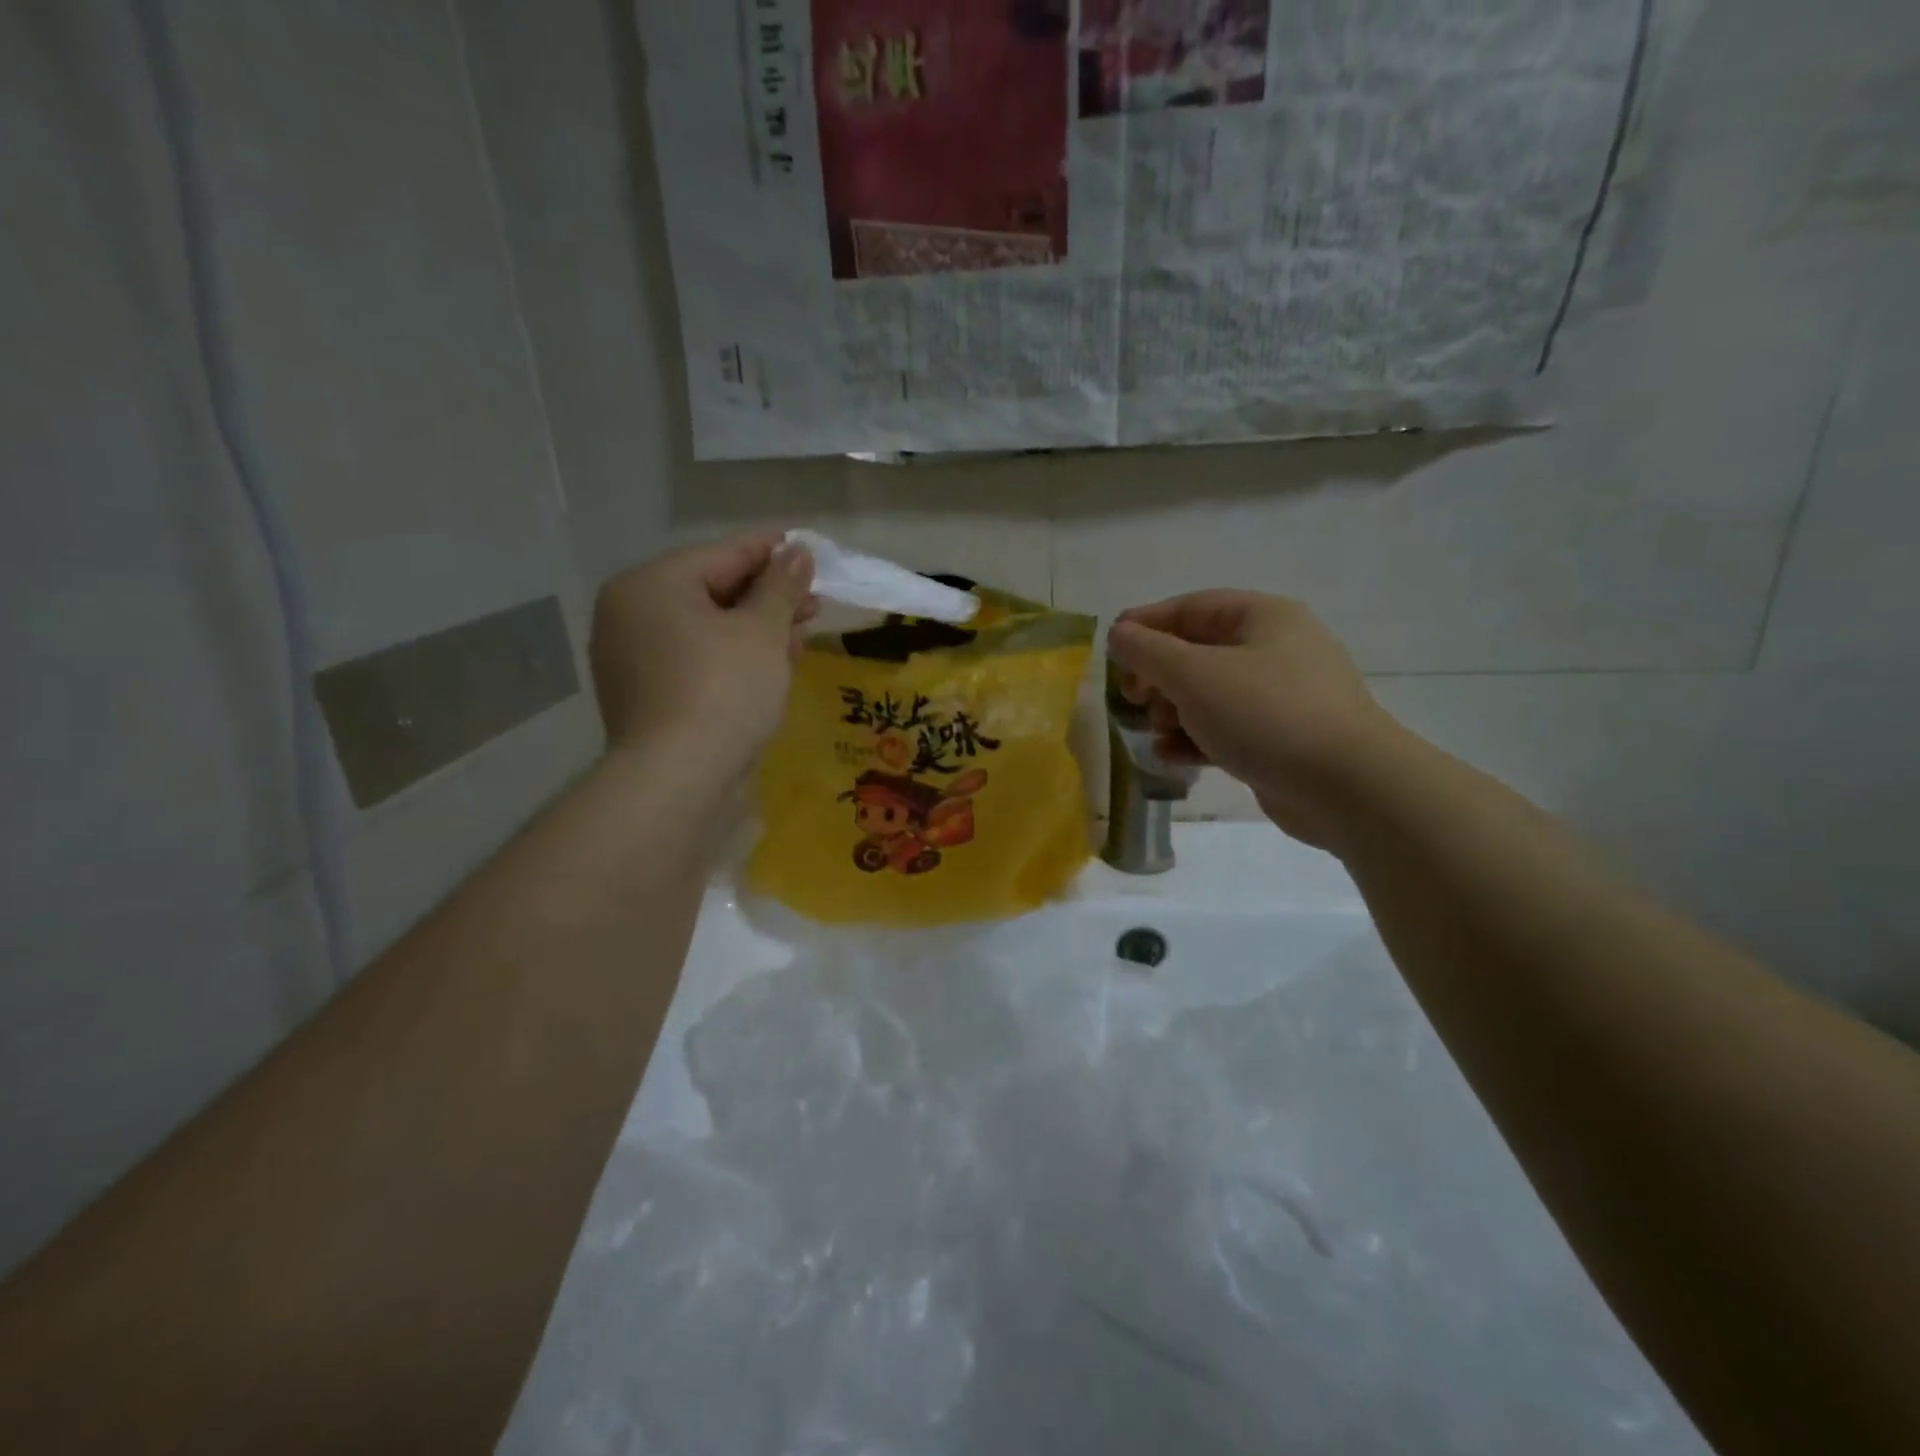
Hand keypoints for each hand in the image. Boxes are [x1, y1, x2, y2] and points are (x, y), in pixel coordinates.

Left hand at [590, 532, 815, 778]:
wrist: (679, 780)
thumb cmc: (724, 690)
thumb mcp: (763, 631)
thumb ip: (782, 586)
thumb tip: (798, 551)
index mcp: (651, 585)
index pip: (723, 554)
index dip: (772, 551)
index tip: (809, 550)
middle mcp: (631, 615)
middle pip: (713, 592)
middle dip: (769, 599)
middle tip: (814, 604)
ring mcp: (633, 659)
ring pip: (707, 630)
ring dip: (757, 631)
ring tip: (800, 638)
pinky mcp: (647, 697)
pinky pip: (697, 661)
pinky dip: (733, 659)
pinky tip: (770, 668)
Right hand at [1106, 591, 1398, 850]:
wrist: (1346, 786)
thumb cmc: (1265, 714)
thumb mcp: (1194, 675)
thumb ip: (1148, 651)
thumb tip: (1119, 634)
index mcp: (1263, 617)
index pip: (1191, 608)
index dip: (1146, 624)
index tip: (1111, 648)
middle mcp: (1276, 649)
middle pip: (1199, 652)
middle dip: (1159, 676)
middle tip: (1133, 699)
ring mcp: (1283, 696)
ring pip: (1210, 694)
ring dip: (1174, 712)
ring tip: (1156, 733)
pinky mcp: (1282, 738)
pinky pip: (1227, 728)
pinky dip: (1197, 738)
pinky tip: (1173, 757)